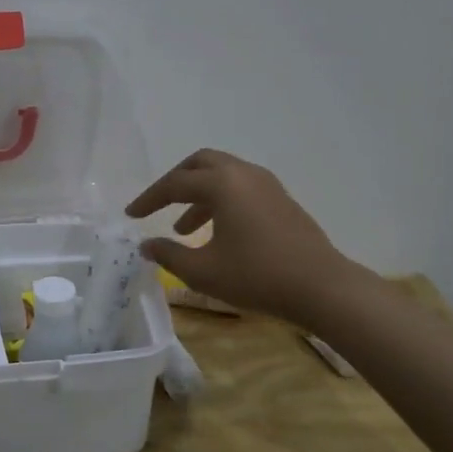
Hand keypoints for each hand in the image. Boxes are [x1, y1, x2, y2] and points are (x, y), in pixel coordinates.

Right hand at [126, 149, 355, 326]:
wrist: (322, 287)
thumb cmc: (257, 276)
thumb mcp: (203, 271)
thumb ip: (169, 254)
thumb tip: (146, 245)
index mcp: (222, 184)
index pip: (174, 184)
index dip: (149, 199)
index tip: (130, 215)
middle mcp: (244, 174)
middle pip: (200, 163)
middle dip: (175, 182)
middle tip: (158, 204)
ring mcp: (267, 185)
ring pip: (223, 175)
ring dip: (199, 194)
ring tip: (184, 229)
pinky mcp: (281, 200)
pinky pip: (241, 187)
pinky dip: (221, 200)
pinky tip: (217, 232)